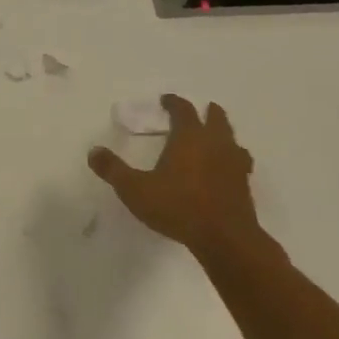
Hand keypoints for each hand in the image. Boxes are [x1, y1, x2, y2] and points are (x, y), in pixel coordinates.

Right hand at [87, 96, 266, 259]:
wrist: (225, 238)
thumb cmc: (177, 206)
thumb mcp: (134, 189)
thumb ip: (113, 169)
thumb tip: (93, 151)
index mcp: (189, 138)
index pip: (183, 110)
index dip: (174, 102)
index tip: (166, 100)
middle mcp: (215, 144)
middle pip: (216, 118)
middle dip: (207, 112)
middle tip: (198, 111)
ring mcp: (234, 164)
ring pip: (232, 139)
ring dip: (222, 134)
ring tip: (214, 138)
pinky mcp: (244, 186)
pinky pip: (239, 163)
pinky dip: (231, 159)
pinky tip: (224, 170)